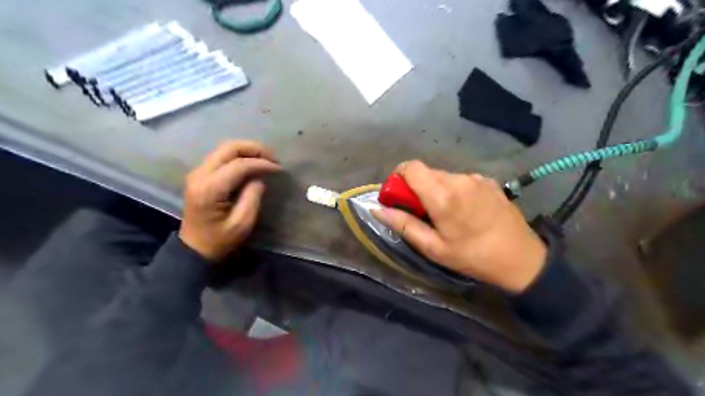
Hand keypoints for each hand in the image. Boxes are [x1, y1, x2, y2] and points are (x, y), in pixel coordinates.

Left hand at [179, 141, 281, 261]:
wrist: (194, 248)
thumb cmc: (220, 240)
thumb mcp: (242, 223)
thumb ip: (253, 197)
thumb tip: (259, 177)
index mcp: (210, 189)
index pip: (239, 165)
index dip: (261, 163)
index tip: (279, 168)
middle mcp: (200, 175)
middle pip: (229, 148)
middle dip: (254, 149)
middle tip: (273, 158)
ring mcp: (197, 173)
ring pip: (224, 148)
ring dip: (247, 150)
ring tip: (265, 159)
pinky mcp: (200, 174)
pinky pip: (221, 156)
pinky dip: (239, 156)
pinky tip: (252, 163)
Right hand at [371, 159, 546, 292]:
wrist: (522, 258)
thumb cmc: (473, 256)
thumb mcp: (433, 248)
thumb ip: (403, 224)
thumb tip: (377, 209)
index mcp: (442, 194)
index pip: (410, 167)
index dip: (398, 177)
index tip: (398, 197)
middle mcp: (459, 179)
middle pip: (426, 172)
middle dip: (417, 188)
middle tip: (422, 212)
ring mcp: (476, 178)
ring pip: (444, 176)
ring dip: (436, 189)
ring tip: (446, 215)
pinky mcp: (489, 181)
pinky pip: (461, 180)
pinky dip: (454, 190)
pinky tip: (465, 211)